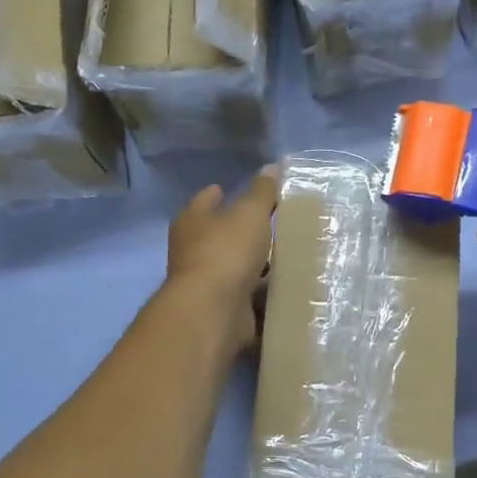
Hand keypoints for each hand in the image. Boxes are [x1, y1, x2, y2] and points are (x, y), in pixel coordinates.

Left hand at [165, 165, 279, 348]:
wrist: (212, 311)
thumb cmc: (226, 252)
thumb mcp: (250, 214)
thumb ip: (262, 192)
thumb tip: (271, 167)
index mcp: (192, 221)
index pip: (205, 200)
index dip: (218, 193)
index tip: (233, 190)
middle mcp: (192, 251)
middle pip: (218, 234)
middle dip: (240, 230)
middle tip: (270, 223)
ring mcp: (206, 282)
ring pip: (234, 266)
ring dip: (254, 263)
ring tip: (284, 254)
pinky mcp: (221, 308)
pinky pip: (246, 294)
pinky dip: (261, 291)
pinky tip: (283, 285)